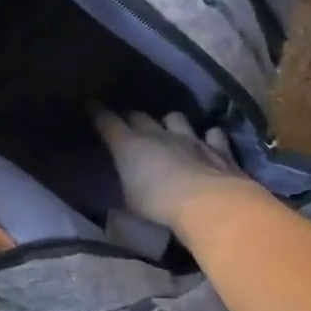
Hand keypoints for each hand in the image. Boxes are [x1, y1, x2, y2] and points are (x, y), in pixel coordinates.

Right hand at [93, 109, 263, 234]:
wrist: (206, 204)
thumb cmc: (158, 206)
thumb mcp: (129, 203)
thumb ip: (124, 190)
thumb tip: (117, 193)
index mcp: (130, 145)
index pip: (108, 122)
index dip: (98, 113)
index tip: (91, 105)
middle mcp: (159, 134)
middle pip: (140, 116)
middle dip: (132, 118)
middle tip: (129, 125)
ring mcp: (191, 138)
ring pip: (176, 118)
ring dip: (171, 123)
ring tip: (170, 131)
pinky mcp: (218, 149)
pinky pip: (213, 135)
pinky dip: (210, 138)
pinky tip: (210, 143)